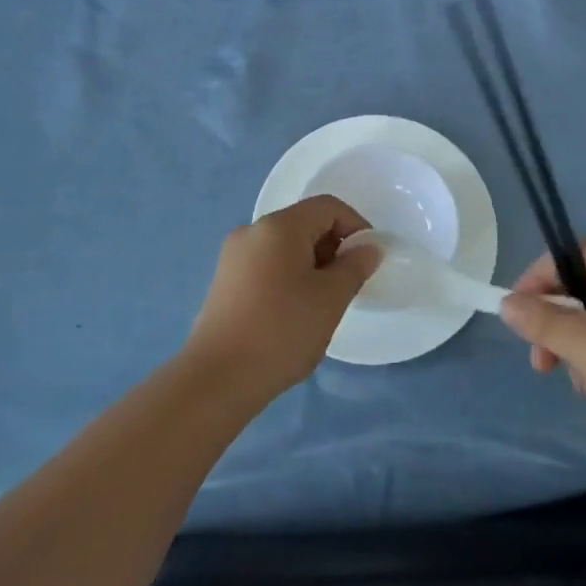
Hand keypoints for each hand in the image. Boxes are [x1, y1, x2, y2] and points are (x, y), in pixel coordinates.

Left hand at [183, 196, 380, 403]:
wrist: (217, 379)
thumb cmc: (281, 331)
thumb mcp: (330, 298)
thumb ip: (355, 266)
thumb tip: (369, 248)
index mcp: (279, 225)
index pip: (328, 207)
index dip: (356, 226)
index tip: (368, 261)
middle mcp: (253, 230)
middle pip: (305, 223)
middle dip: (333, 247)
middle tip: (346, 286)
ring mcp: (234, 255)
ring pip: (286, 245)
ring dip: (312, 264)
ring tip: (321, 304)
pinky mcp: (225, 280)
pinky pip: (267, 264)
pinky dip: (288, 276)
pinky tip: (293, 313)